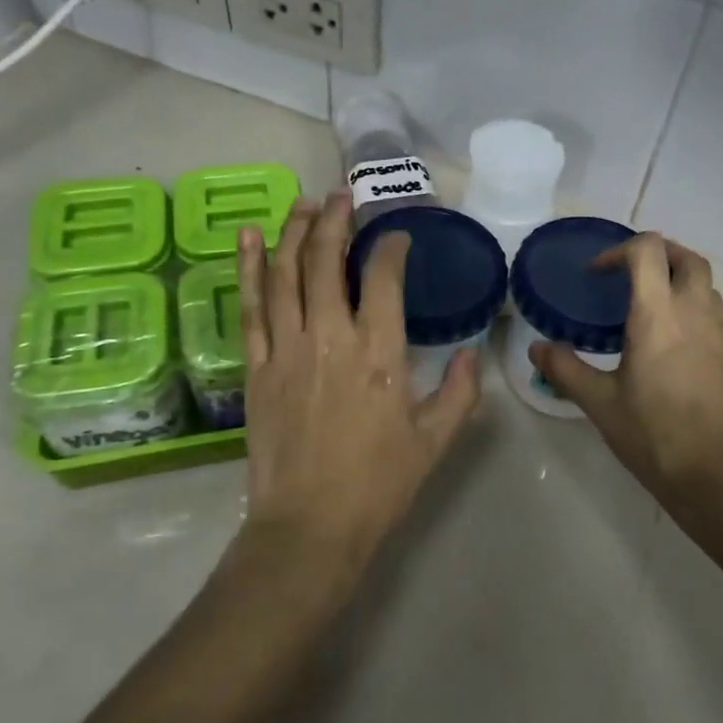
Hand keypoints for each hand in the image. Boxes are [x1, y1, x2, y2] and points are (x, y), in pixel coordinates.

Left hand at [235, 192, 480, 584]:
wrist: (309, 527)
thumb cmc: (378, 485)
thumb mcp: (434, 441)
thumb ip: (460, 393)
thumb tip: (473, 355)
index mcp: (379, 353)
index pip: (382, 278)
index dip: (390, 247)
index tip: (397, 237)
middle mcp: (329, 337)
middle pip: (325, 260)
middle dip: (334, 220)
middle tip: (342, 195)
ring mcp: (286, 348)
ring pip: (284, 273)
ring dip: (293, 231)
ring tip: (304, 202)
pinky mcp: (256, 366)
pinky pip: (250, 306)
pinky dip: (248, 267)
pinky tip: (249, 236)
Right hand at [532, 233, 722, 515]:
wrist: (713, 475)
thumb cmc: (652, 434)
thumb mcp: (599, 402)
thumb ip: (565, 369)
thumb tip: (537, 348)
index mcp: (659, 316)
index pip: (649, 251)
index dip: (620, 250)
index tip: (597, 275)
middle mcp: (694, 313)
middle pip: (687, 257)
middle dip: (657, 253)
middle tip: (626, 274)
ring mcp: (719, 333)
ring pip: (704, 283)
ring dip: (676, 278)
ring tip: (644, 303)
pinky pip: (712, 309)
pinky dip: (689, 304)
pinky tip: (665, 338)